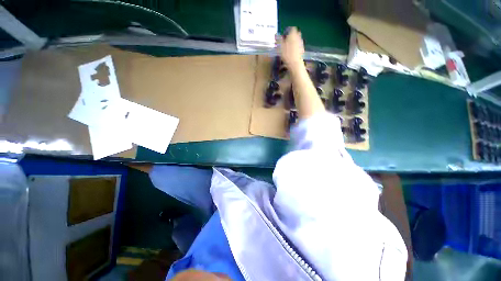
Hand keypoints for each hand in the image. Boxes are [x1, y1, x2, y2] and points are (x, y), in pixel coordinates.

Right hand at [278, 27, 304, 68]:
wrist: (295, 63)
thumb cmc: (287, 54)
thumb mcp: (280, 46)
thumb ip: (278, 39)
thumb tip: (276, 34)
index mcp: (293, 34)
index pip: (292, 28)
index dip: (287, 31)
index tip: (283, 36)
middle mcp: (298, 37)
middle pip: (295, 34)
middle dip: (291, 36)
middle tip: (285, 42)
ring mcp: (301, 43)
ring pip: (297, 40)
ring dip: (293, 42)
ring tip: (287, 48)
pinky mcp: (302, 50)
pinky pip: (298, 46)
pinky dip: (295, 48)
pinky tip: (291, 53)